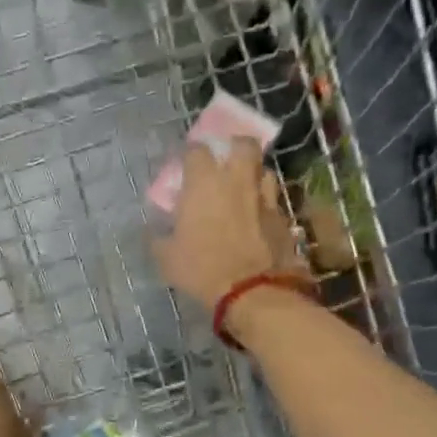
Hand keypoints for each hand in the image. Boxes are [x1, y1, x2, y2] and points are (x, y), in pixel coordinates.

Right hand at [154, 139, 306, 308]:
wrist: (253, 291)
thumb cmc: (202, 269)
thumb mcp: (167, 257)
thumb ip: (159, 237)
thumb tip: (154, 231)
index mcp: (204, 182)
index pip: (196, 150)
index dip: (191, 155)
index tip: (186, 166)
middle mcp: (237, 180)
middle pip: (243, 144)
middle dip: (234, 147)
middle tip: (225, 162)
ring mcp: (264, 197)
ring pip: (264, 170)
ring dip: (254, 175)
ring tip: (244, 190)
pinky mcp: (283, 218)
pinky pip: (273, 201)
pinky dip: (264, 205)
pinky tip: (257, 219)